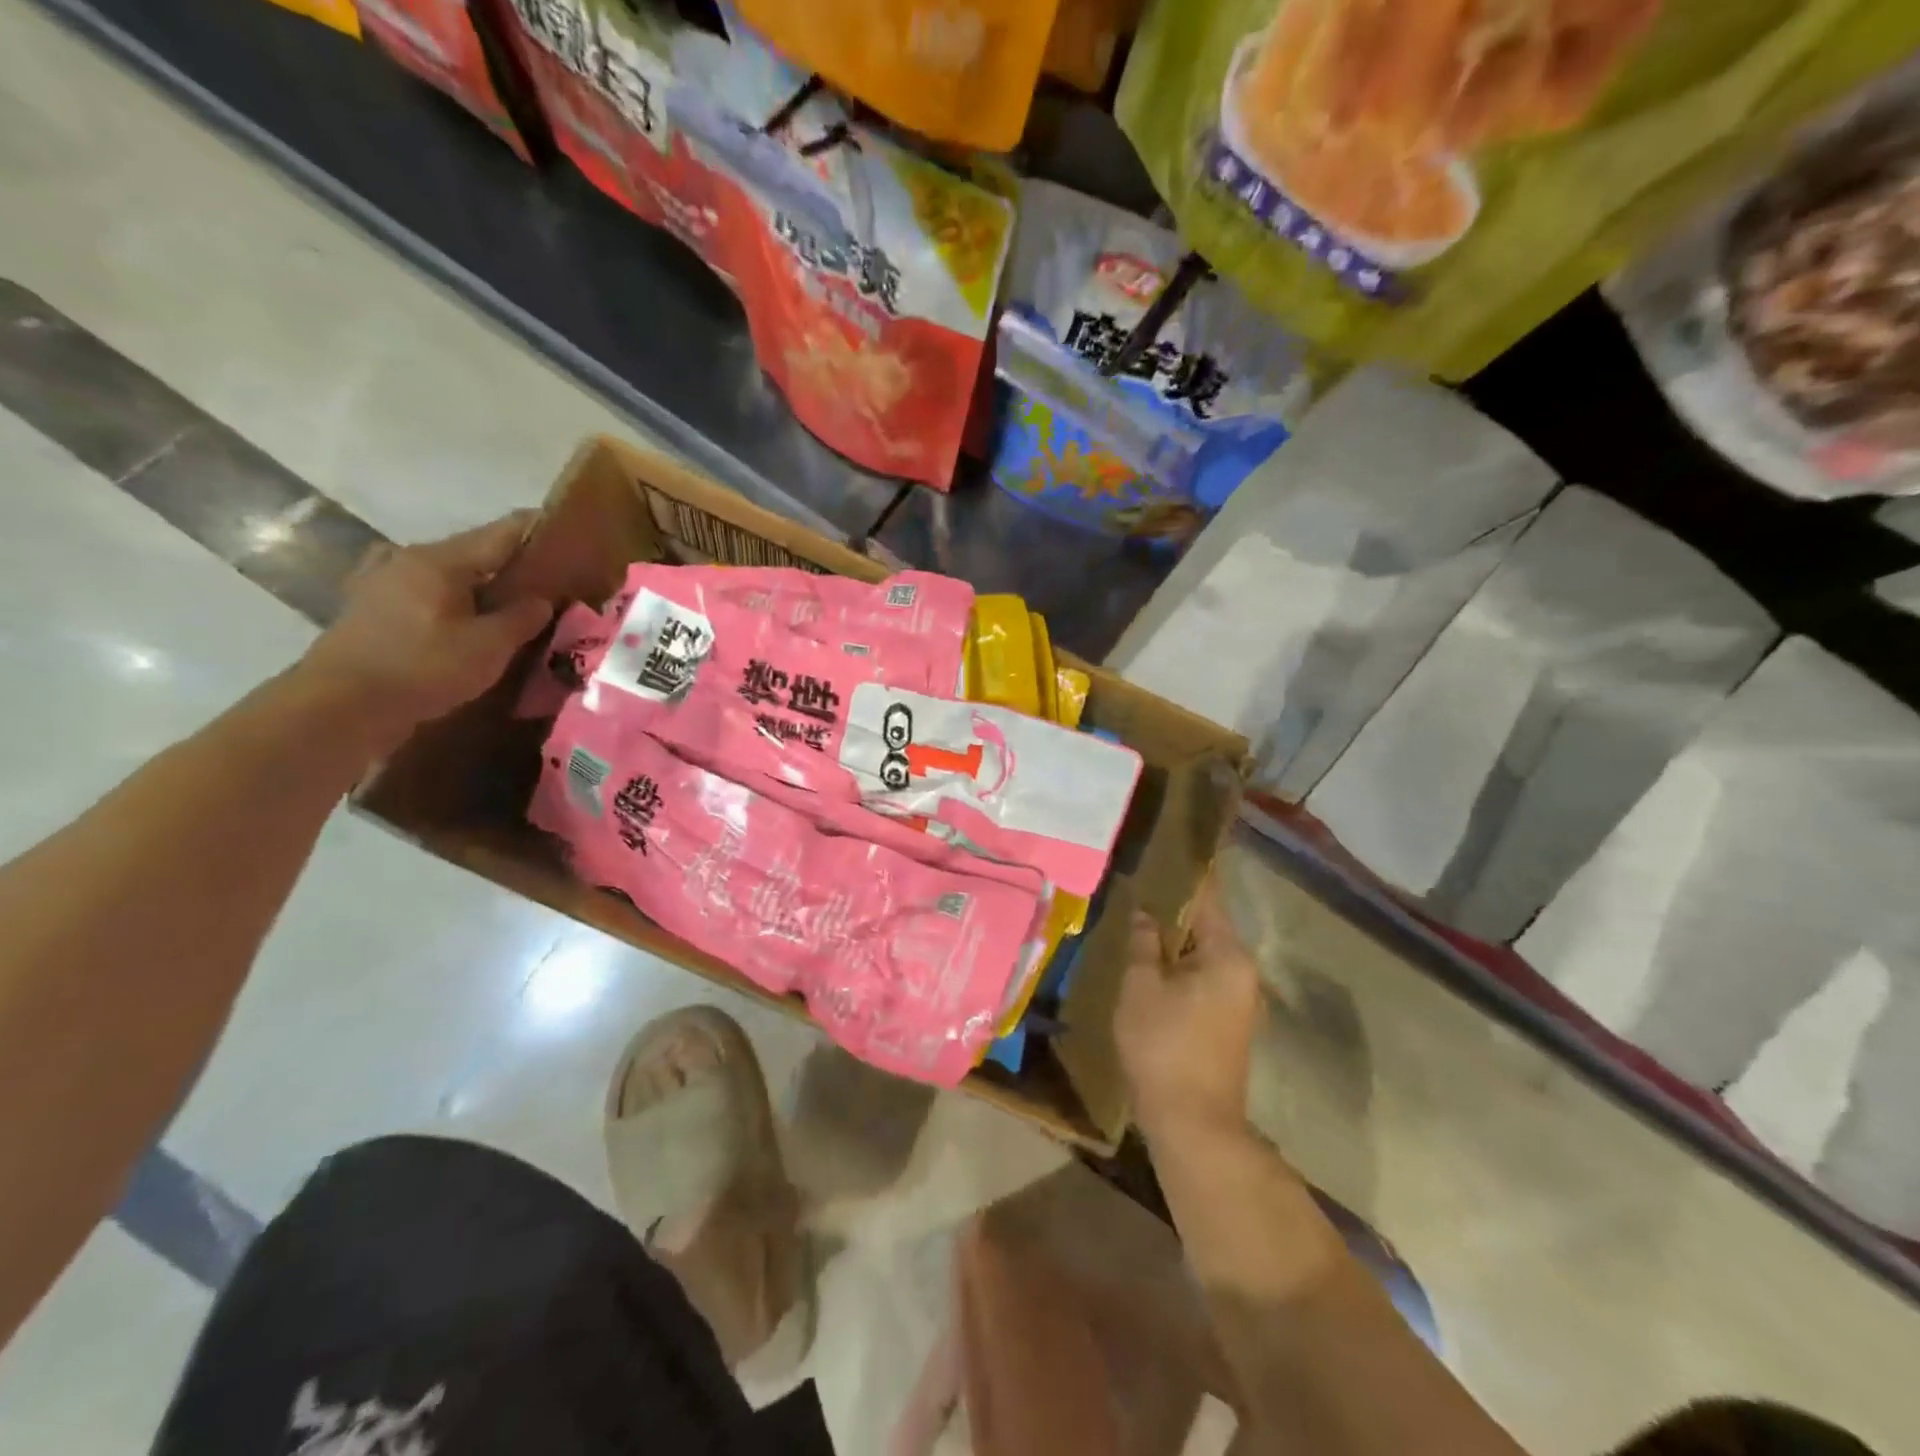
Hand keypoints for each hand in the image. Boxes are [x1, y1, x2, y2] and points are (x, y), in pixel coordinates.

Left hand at [300, 514, 552, 747]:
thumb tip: (541, 600)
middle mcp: (407, 560)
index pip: (500, 533)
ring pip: (446, 575)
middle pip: (472, 553)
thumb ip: (521, 618)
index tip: (566, 531)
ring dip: (478, 585)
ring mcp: (382, 583)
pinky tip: (462, 620)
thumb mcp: (489, 646)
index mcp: (440, 560)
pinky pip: (424, 595)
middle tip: (545, 580)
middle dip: (509, 564)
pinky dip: (450, 602)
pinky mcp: (370, 610)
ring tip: (506, 604)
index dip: (535, 530)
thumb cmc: (422, 668)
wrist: (341, 706)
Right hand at [1115, 875, 1263, 1138]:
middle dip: (1173, 910)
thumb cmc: (1163, 1046)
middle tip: (1138, 889)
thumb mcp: (1142, 987)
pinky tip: (1152, 965)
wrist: (1193, 1123)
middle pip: (1207, 927)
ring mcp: (1241, 1001)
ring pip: (1204, 955)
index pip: (1207, 898)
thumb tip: (1146, 914)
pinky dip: (1181, 968)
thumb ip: (1144, 943)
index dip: (1184, 875)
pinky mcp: (1230, 1024)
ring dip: (1175, 942)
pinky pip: (1204, 979)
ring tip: (1139, 922)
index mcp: (1229, 955)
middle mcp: (1244, 972)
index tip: (1163, 852)